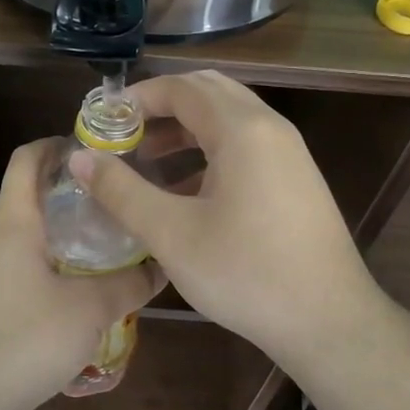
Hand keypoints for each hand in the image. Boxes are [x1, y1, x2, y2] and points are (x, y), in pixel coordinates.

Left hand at [0, 139, 164, 409]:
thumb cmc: (25, 339)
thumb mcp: (90, 310)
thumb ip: (129, 283)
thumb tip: (161, 266)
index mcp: (14, 222)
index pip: (28, 158)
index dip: (59, 144)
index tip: (98, 150)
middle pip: (33, 195)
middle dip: (76, 193)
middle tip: (120, 200)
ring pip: (33, 234)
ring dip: (68, 233)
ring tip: (113, 244)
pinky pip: (26, 265)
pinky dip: (56, 264)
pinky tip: (86, 290)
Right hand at [69, 71, 393, 365]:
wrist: (329, 322)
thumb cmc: (246, 273)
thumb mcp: (172, 234)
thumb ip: (121, 191)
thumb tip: (80, 158)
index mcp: (242, 129)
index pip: (181, 87)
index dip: (137, 98)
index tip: (103, 123)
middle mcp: (270, 128)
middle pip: (208, 93)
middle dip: (162, 108)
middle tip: (124, 135)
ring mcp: (288, 154)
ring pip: (228, 120)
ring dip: (185, 130)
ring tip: (145, 161)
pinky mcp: (295, 179)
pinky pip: (245, 146)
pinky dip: (209, 152)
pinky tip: (184, 192)